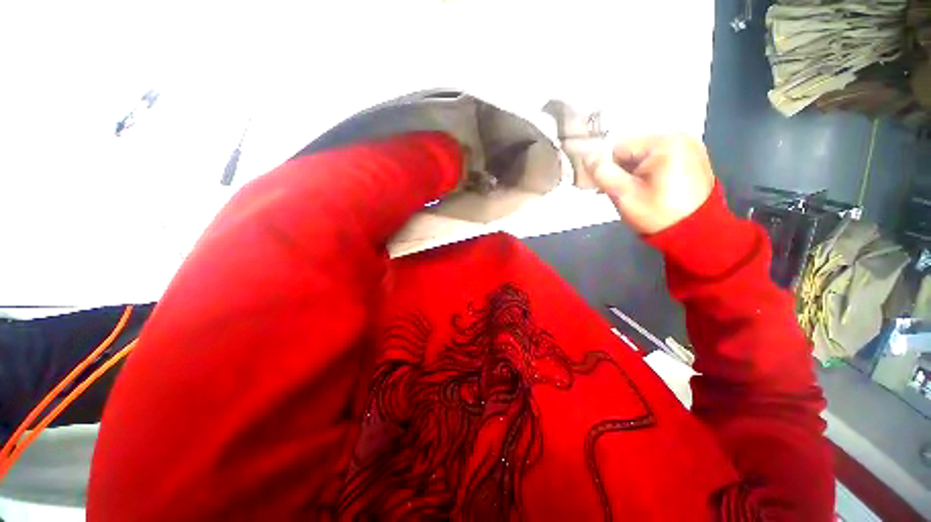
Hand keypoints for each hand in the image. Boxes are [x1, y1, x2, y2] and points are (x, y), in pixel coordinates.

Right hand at [585, 134, 715, 234]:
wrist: (696, 233)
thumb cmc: (657, 214)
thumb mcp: (624, 195)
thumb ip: (603, 173)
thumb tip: (587, 156)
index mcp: (664, 142)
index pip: (618, 149)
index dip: (610, 170)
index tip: (612, 190)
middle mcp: (679, 136)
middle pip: (632, 151)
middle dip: (623, 171)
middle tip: (627, 194)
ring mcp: (689, 146)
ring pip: (644, 156)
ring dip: (635, 173)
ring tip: (640, 193)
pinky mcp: (693, 157)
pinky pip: (659, 159)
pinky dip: (650, 172)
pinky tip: (652, 189)